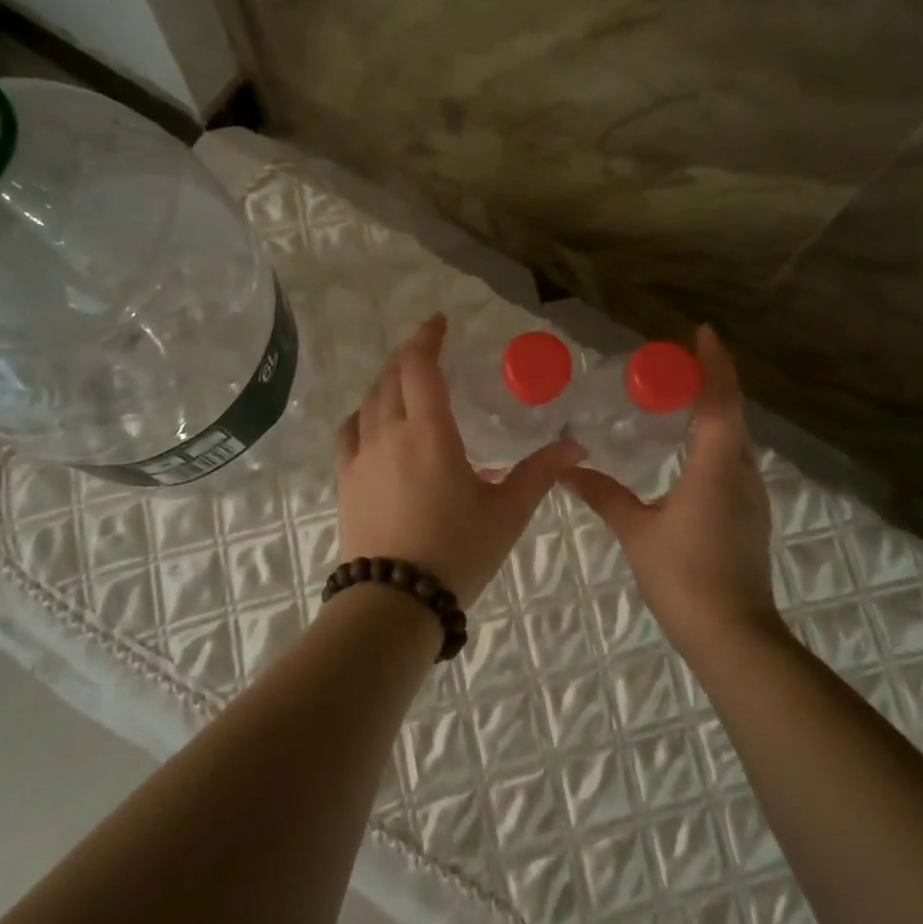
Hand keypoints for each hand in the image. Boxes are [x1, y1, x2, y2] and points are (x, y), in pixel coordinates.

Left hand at [336, 314, 583, 607]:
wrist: (394, 601)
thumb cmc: (457, 552)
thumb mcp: (507, 512)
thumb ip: (540, 473)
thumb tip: (577, 446)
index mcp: (429, 432)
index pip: (420, 366)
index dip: (427, 337)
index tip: (439, 322)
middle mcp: (389, 433)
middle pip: (391, 376)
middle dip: (409, 355)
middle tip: (428, 349)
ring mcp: (361, 456)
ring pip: (369, 400)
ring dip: (387, 380)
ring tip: (405, 380)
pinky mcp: (345, 479)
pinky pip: (349, 430)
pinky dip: (363, 412)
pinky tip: (373, 420)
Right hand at [562, 327, 777, 653]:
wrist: (734, 635)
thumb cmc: (683, 577)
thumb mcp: (636, 531)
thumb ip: (603, 495)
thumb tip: (566, 470)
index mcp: (716, 467)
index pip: (720, 400)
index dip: (713, 363)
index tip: (700, 332)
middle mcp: (741, 472)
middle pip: (732, 412)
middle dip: (711, 381)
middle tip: (675, 364)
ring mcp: (751, 494)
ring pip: (736, 438)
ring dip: (714, 411)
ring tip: (678, 400)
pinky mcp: (751, 514)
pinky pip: (733, 460)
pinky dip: (715, 439)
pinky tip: (688, 450)